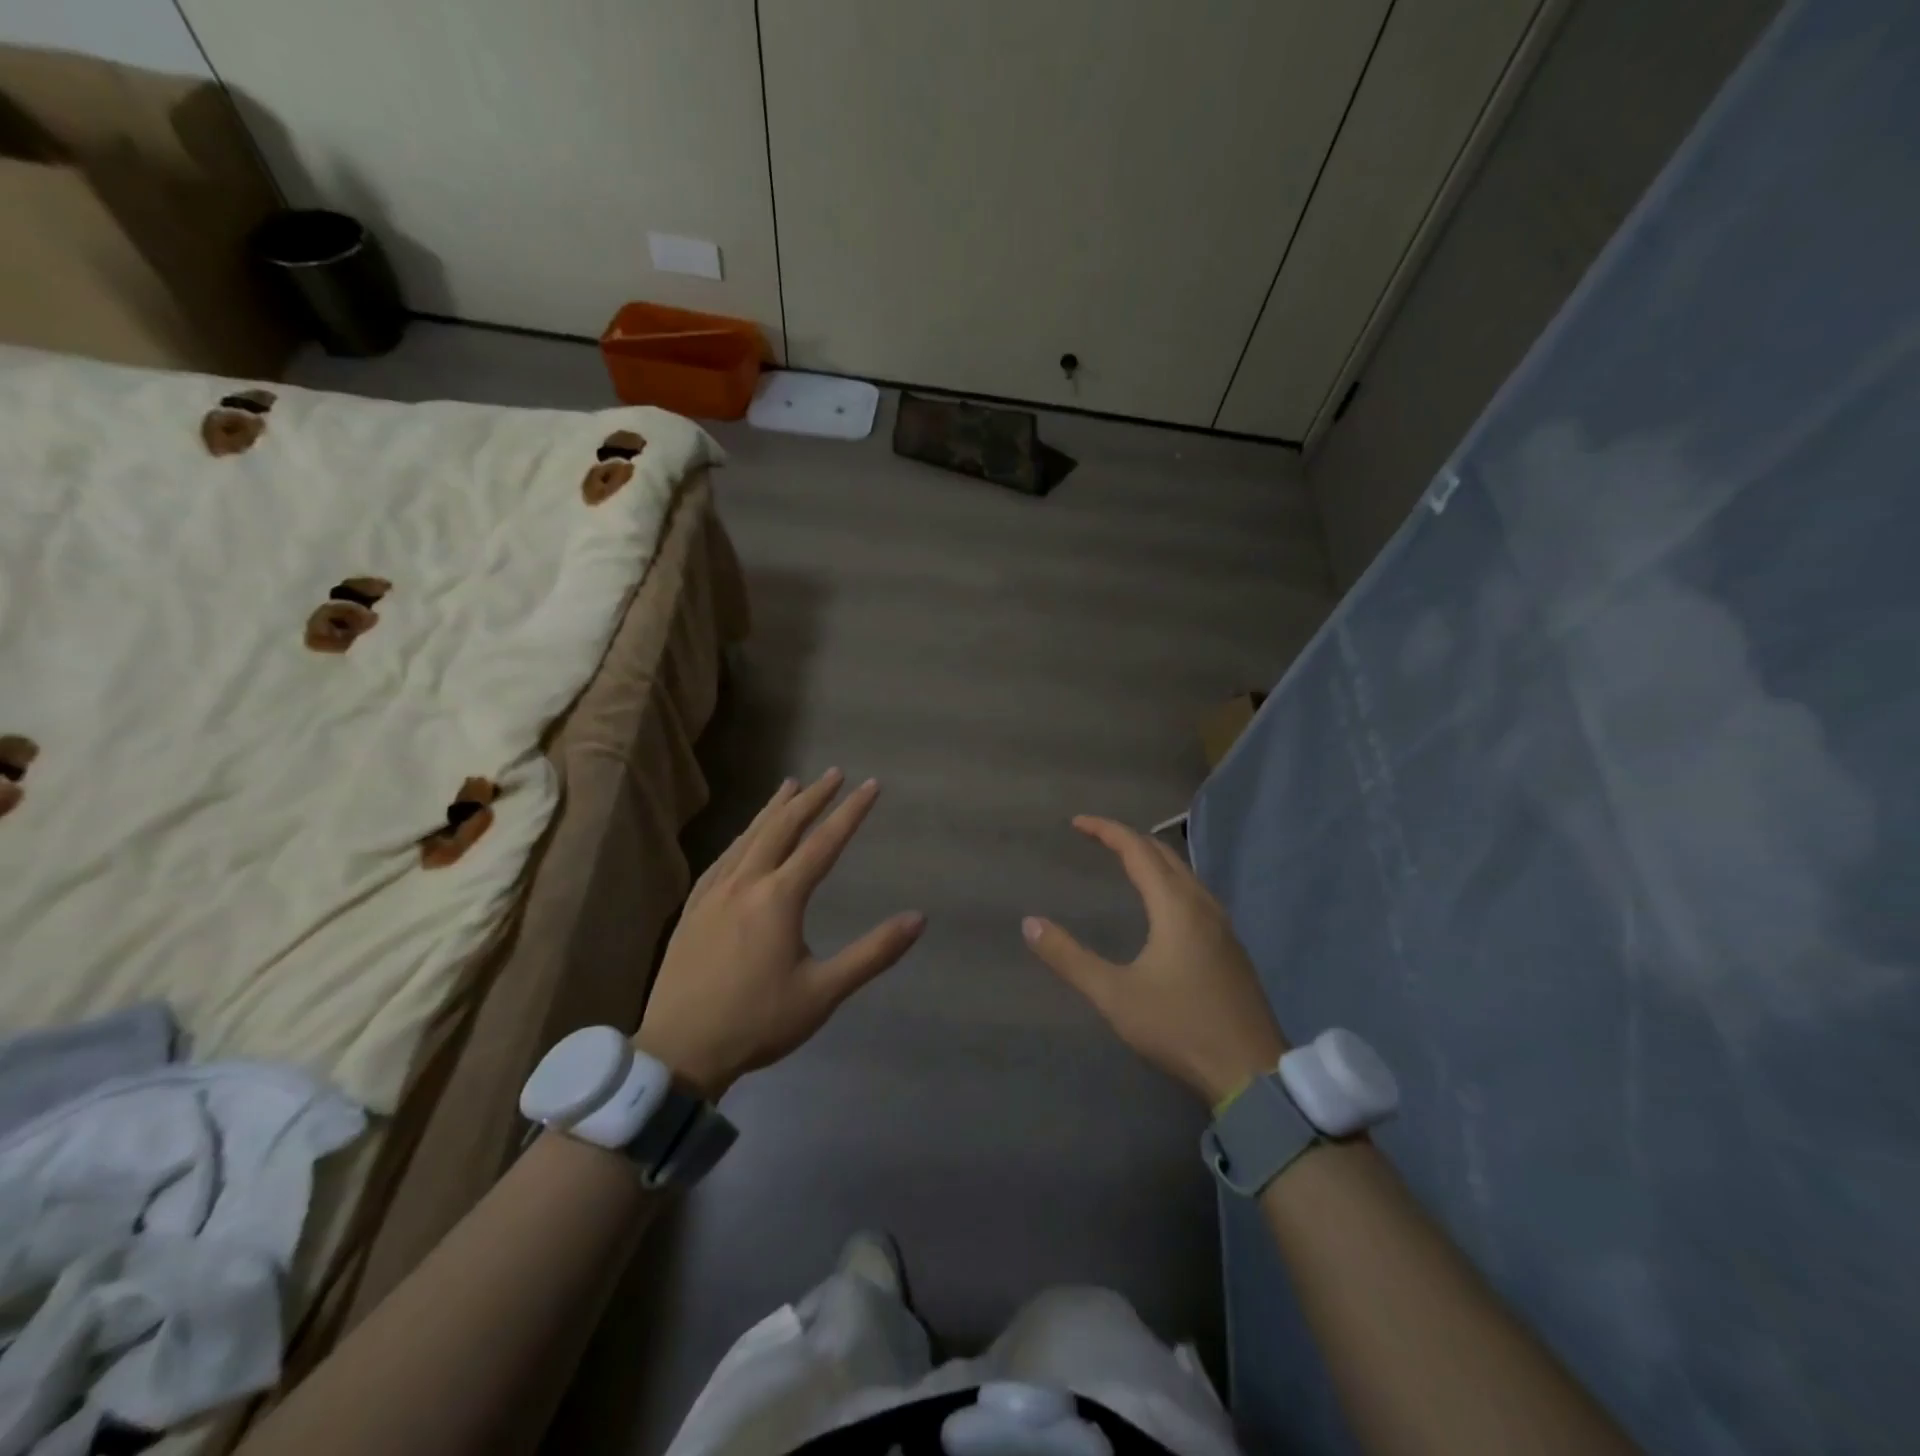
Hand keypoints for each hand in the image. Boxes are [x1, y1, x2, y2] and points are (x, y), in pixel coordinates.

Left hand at [635, 769, 923, 1098]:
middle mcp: (746, 883)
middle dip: (811, 798)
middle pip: (782, 827)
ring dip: (774, 809)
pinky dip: (743, 837)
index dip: (850, 812)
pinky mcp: (694, 908)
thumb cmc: (758, 1022)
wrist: (678, 1050)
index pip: (823, 843)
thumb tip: (918, 918)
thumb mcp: (824, 992)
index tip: (870, 785)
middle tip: (833, 773)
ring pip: (749, 837)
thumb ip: (873, 953)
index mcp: (779, 898)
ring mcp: (714, 893)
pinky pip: (724, 858)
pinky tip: (745, 838)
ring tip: (790, 785)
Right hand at [1023, 815, 1287, 1105]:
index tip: (1076, 823)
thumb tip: (1030, 924)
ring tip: (1124, 862)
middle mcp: (1202, 904)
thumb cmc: (1179, 1027)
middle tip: (1095, 838)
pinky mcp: (1230, 946)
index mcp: (1175, 906)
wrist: (1251, 1072)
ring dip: (1152, 859)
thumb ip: (1070, 958)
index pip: (1137, 849)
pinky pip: (1195, 893)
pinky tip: (1161, 905)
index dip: (1106, 830)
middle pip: (1163, 854)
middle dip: (1128, 839)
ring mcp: (1223, 925)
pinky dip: (1169, 880)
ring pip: (1184, 873)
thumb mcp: (1114, 995)